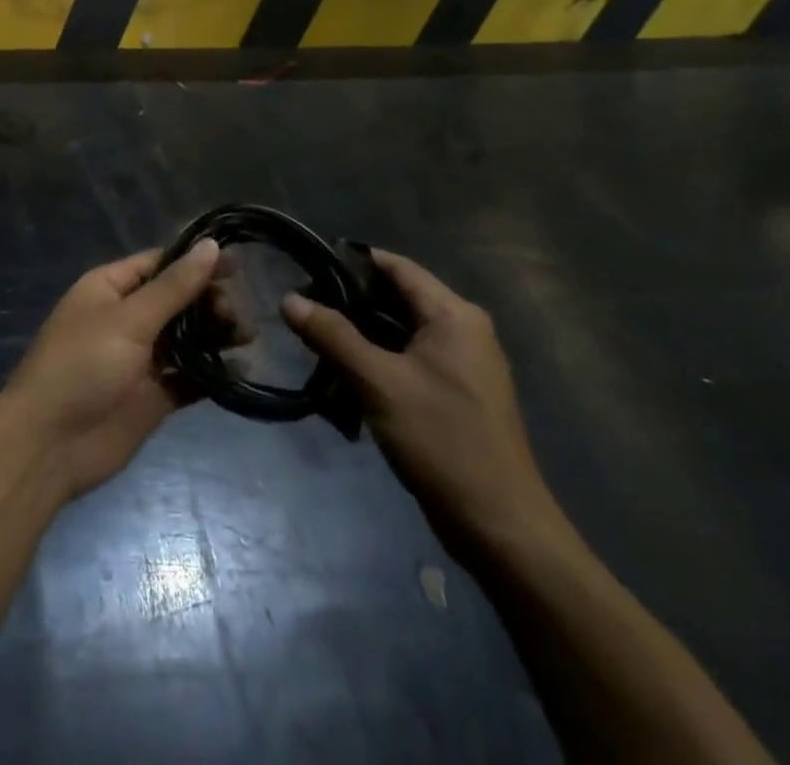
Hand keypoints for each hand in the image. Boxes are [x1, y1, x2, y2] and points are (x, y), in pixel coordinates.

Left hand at [0, 240, 221, 501]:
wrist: (49, 443)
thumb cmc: (83, 365)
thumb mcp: (129, 318)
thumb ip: (174, 286)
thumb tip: (210, 246)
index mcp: (110, 288)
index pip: (160, 263)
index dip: (196, 262)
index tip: (238, 266)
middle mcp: (127, 317)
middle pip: (178, 299)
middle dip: (210, 300)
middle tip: (239, 313)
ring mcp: (140, 358)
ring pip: (187, 337)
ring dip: (216, 333)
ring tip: (246, 335)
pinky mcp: (153, 396)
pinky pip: (189, 377)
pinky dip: (214, 373)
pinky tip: (243, 369)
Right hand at [281, 249, 563, 554]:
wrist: (500, 528)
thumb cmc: (443, 441)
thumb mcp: (379, 383)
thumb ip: (332, 336)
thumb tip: (289, 298)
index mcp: (454, 316)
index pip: (396, 267)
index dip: (352, 261)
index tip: (308, 263)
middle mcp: (462, 330)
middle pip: (397, 297)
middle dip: (350, 299)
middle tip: (302, 302)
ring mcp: (460, 364)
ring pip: (399, 330)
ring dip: (359, 332)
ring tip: (312, 333)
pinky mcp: (453, 393)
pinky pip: (407, 358)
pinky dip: (376, 358)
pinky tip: (341, 370)